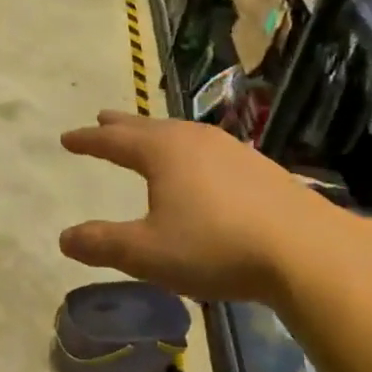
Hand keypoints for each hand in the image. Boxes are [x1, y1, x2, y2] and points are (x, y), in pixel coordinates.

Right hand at [57, 111, 354, 302]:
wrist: (306, 251)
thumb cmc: (215, 246)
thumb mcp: (146, 253)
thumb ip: (102, 244)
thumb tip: (65, 238)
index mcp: (163, 152)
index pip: (114, 141)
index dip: (88, 141)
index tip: (67, 138)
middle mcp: (195, 141)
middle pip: (149, 128)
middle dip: (121, 126)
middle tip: (102, 119)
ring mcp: (232, 151)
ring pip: (182, 134)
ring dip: (157, 134)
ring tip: (147, 138)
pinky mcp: (259, 169)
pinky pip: (208, 149)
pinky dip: (187, 150)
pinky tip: (199, 166)